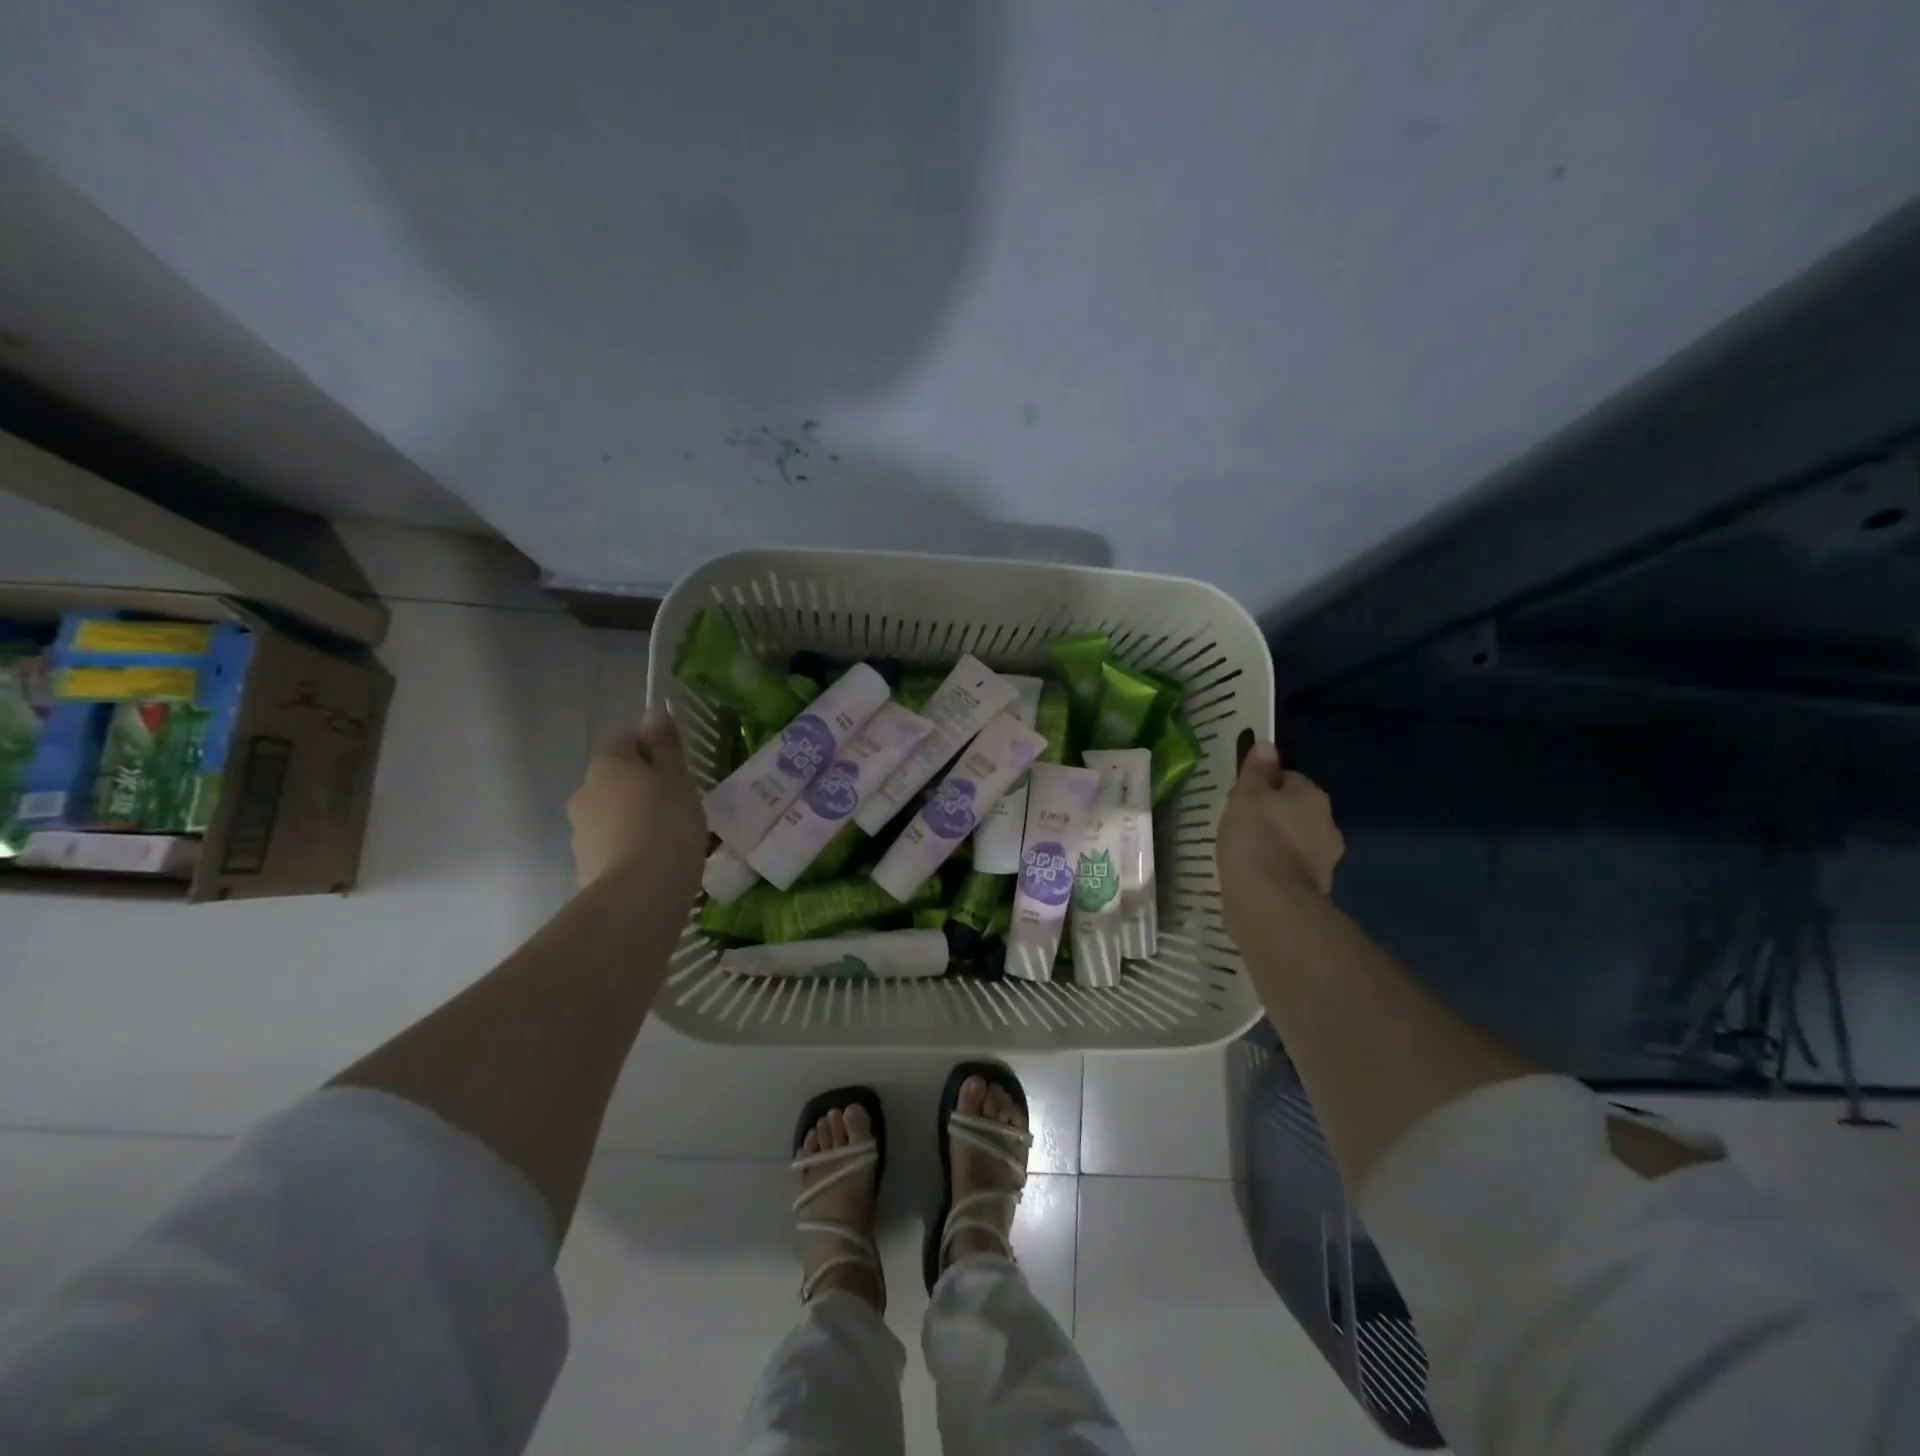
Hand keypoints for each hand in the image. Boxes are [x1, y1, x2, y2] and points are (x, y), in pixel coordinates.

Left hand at [569, 708, 705, 896]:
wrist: (639, 895)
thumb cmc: (666, 824)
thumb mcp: (676, 778)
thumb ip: (665, 746)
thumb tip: (653, 711)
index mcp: (607, 763)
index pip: (630, 741)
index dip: (657, 751)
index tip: (683, 770)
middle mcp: (585, 791)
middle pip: (620, 779)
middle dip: (646, 787)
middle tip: (682, 804)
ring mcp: (581, 832)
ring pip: (616, 814)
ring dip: (638, 819)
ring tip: (673, 839)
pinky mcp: (587, 867)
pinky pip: (616, 846)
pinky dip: (634, 848)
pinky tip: (659, 863)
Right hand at [1217, 742, 1343, 919]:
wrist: (1268, 900)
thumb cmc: (1254, 837)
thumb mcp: (1246, 795)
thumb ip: (1257, 770)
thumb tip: (1268, 745)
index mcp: (1313, 796)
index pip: (1289, 779)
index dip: (1264, 786)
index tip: (1242, 799)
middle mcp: (1327, 825)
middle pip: (1296, 811)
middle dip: (1274, 816)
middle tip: (1241, 825)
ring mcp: (1325, 860)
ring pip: (1296, 842)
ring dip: (1277, 844)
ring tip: (1245, 853)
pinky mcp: (1314, 889)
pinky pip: (1292, 869)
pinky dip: (1277, 870)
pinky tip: (1254, 876)